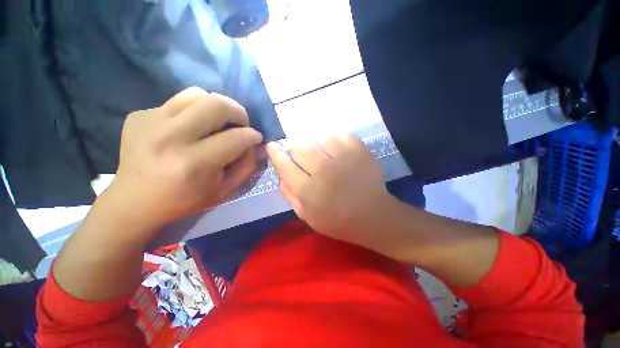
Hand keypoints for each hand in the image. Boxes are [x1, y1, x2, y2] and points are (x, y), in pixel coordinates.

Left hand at [107, 87, 262, 232]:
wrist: (134, 201)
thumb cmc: (185, 201)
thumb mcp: (224, 191)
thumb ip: (246, 167)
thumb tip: (255, 146)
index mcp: (195, 163)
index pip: (237, 137)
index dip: (253, 136)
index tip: (256, 138)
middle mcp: (171, 137)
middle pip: (217, 104)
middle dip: (238, 112)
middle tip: (240, 124)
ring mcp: (150, 122)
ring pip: (196, 94)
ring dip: (215, 107)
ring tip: (216, 123)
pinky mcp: (139, 115)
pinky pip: (176, 102)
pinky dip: (191, 112)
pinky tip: (187, 129)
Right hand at [266, 134, 397, 248]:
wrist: (373, 216)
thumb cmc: (338, 221)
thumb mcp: (307, 216)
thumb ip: (289, 195)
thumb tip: (280, 174)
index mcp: (309, 190)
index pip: (284, 165)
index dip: (275, 153)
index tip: (272, 146)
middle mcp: (324, 170)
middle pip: (299, 146)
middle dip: (295, 148)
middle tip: (301, 156)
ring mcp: (344, 157)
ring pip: (318, 136)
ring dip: (314, 142)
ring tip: (320, 152)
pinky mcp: (359, 150)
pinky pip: (339, 133)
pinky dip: (333, 138)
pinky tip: (335, 149)